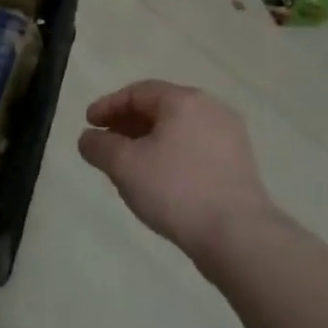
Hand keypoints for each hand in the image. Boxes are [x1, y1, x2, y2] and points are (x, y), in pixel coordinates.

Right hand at [78, 81, 274, 265]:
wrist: (238, 235)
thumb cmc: (176, 190)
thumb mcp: (125, 166)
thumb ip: (100, 146)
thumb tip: (88, 138)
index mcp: (185, 100)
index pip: (138, 92)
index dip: (108, 105)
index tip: (88, 124)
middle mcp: (211, 109)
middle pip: (160, 107)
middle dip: (128, 122)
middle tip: (105, 141)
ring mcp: (229, 136)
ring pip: (178, 128)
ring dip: (148, 139)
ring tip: (128, 161)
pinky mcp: (239, 163)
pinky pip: (195, 147)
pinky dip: (170, 153)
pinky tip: (158, 177)